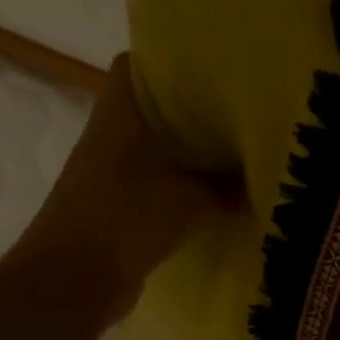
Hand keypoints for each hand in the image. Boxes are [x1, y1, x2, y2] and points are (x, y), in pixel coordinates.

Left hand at [11, 55, 241, 314]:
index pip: (137, 66)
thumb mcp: (190, 197)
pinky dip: (187, 184)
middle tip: (243, 108)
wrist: (73, 280)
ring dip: (193, 151)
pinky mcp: (121, 205)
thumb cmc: (126, 218)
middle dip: (195, 108)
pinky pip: (161, 182)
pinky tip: (221, 193)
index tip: (215, 65)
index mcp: (120, 116)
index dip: (171, 59)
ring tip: (240, 148)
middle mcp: (112, 136)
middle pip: (154, 108)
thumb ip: (230, 186)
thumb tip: (265, 180)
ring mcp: (113, 172)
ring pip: (159, 147)